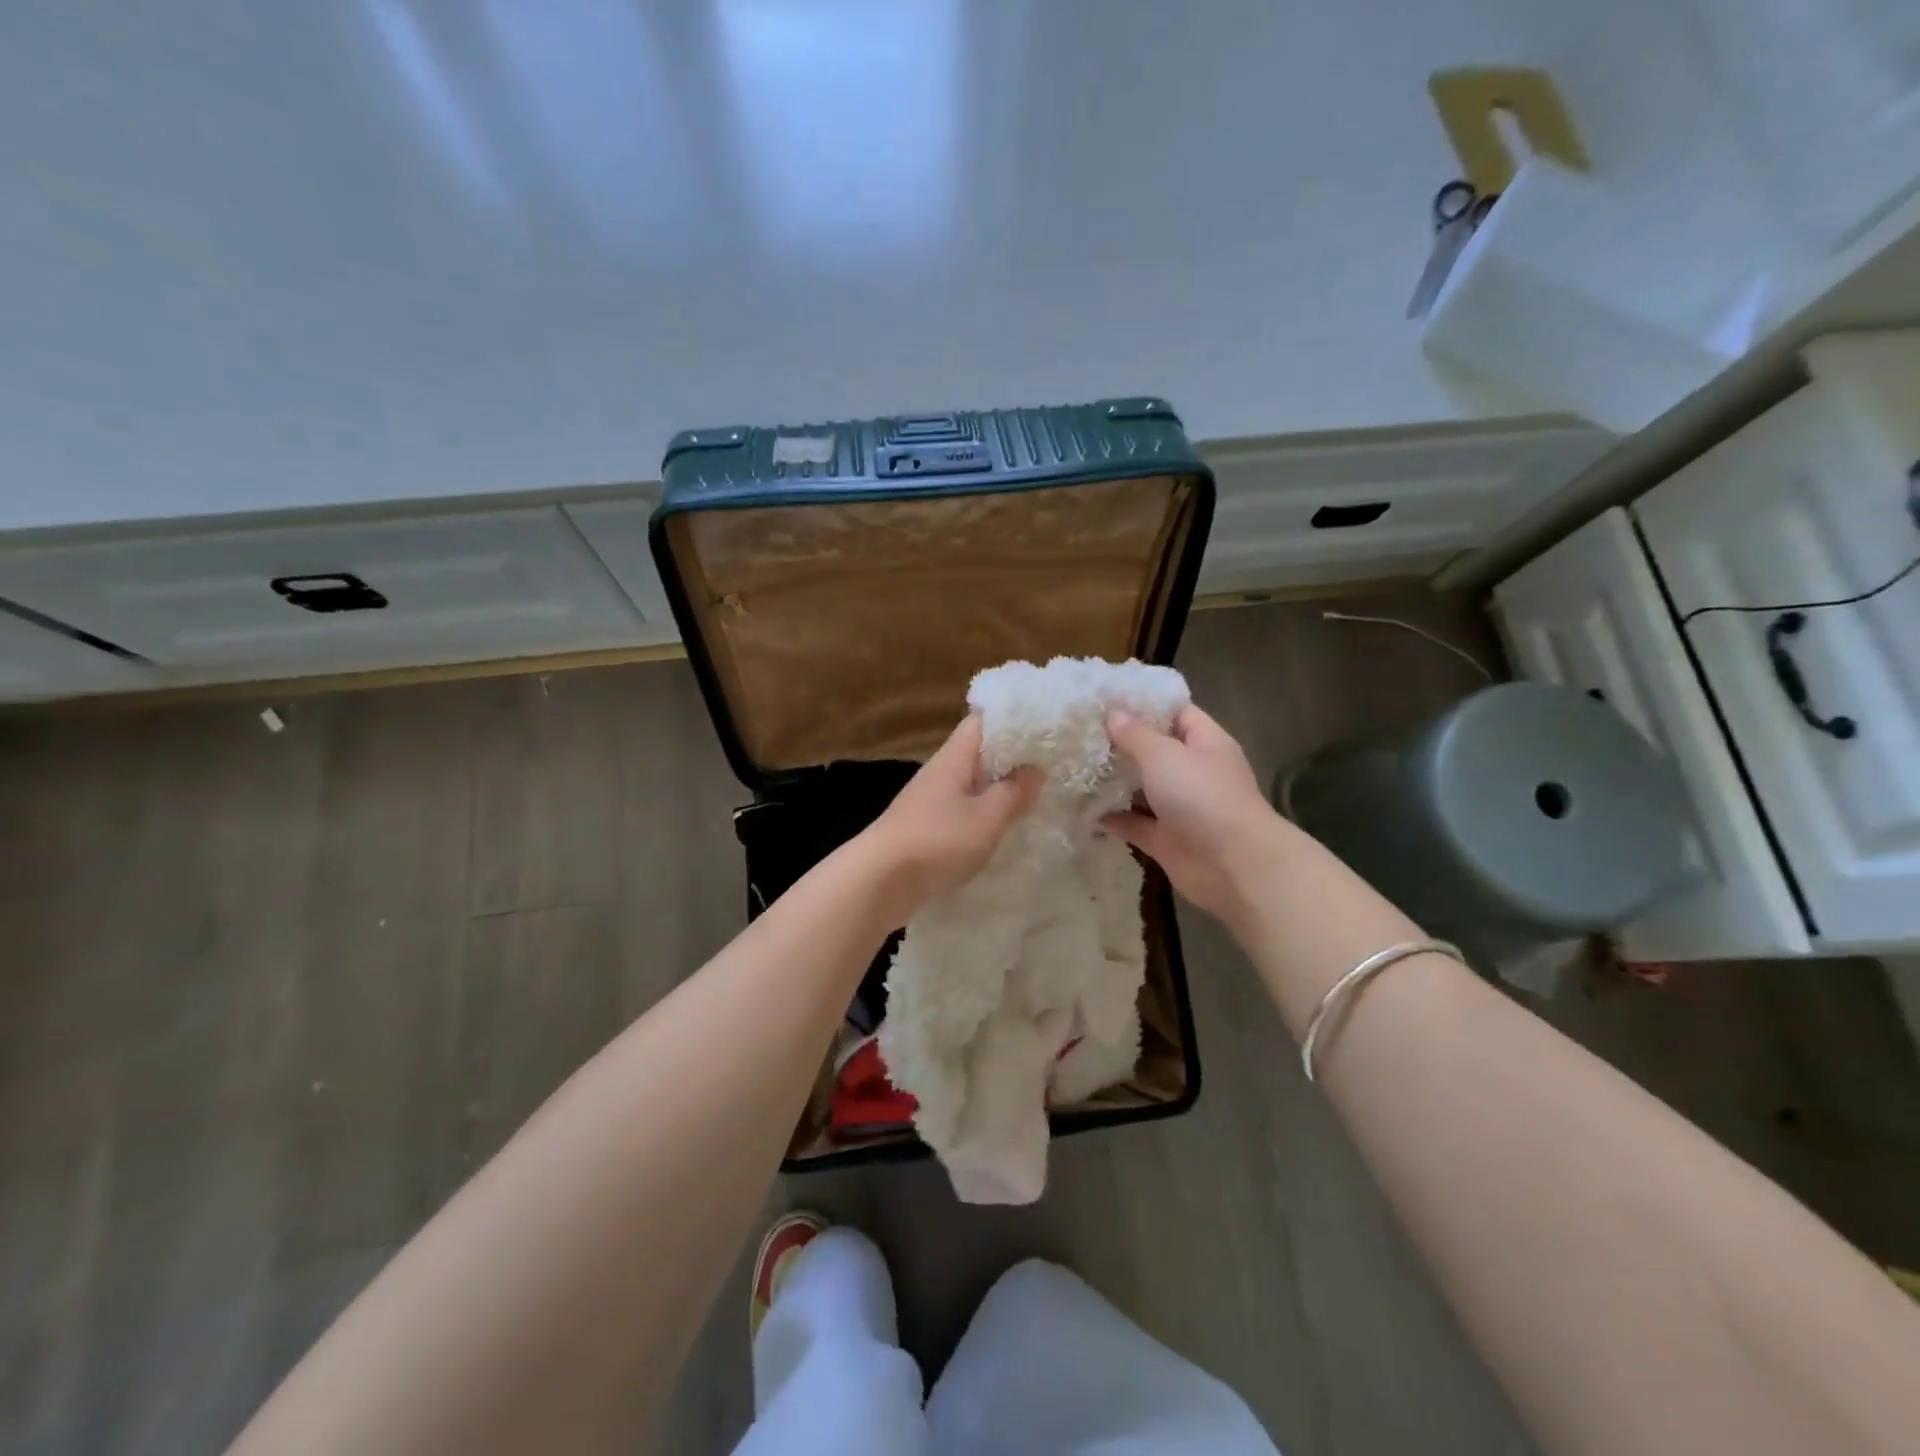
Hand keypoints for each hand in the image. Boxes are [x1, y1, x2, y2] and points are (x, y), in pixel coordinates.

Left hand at [856, 714, 1041, 927]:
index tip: (1042, 727)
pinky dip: (980, 816)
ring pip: (968, 785)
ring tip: (1031, 799)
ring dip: (995, 790)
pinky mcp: (923, 829)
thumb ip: (1013, 793)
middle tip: (1049, 766)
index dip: (1010, 720)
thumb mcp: (986, 818)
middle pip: (976, 754)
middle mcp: (939, 773)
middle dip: (1009, 758)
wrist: (878, 882)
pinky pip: (959, 812)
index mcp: (953, 759)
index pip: (981, 722)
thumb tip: (1035, 769)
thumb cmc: (937, 841)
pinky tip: (998, 831)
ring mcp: (927, 802)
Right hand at [1102, 704, 1286, 922]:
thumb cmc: (1201, 796)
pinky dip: (1113, 819)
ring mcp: (1181, 808)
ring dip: (1114, 782)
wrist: (1233, 866)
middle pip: (1156, 751)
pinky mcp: (1167, 840)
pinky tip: (1083, 810)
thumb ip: (1136, 735)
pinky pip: (1135, 824)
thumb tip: (1114, 714)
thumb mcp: (1164, 755)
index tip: (1108, 700)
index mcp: (1205, 743)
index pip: (1177, 713)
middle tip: (1082, 733)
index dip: (1146, 705)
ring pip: (1143, 789)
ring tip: (1075, 767)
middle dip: (1122, 744)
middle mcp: (1194, 773)